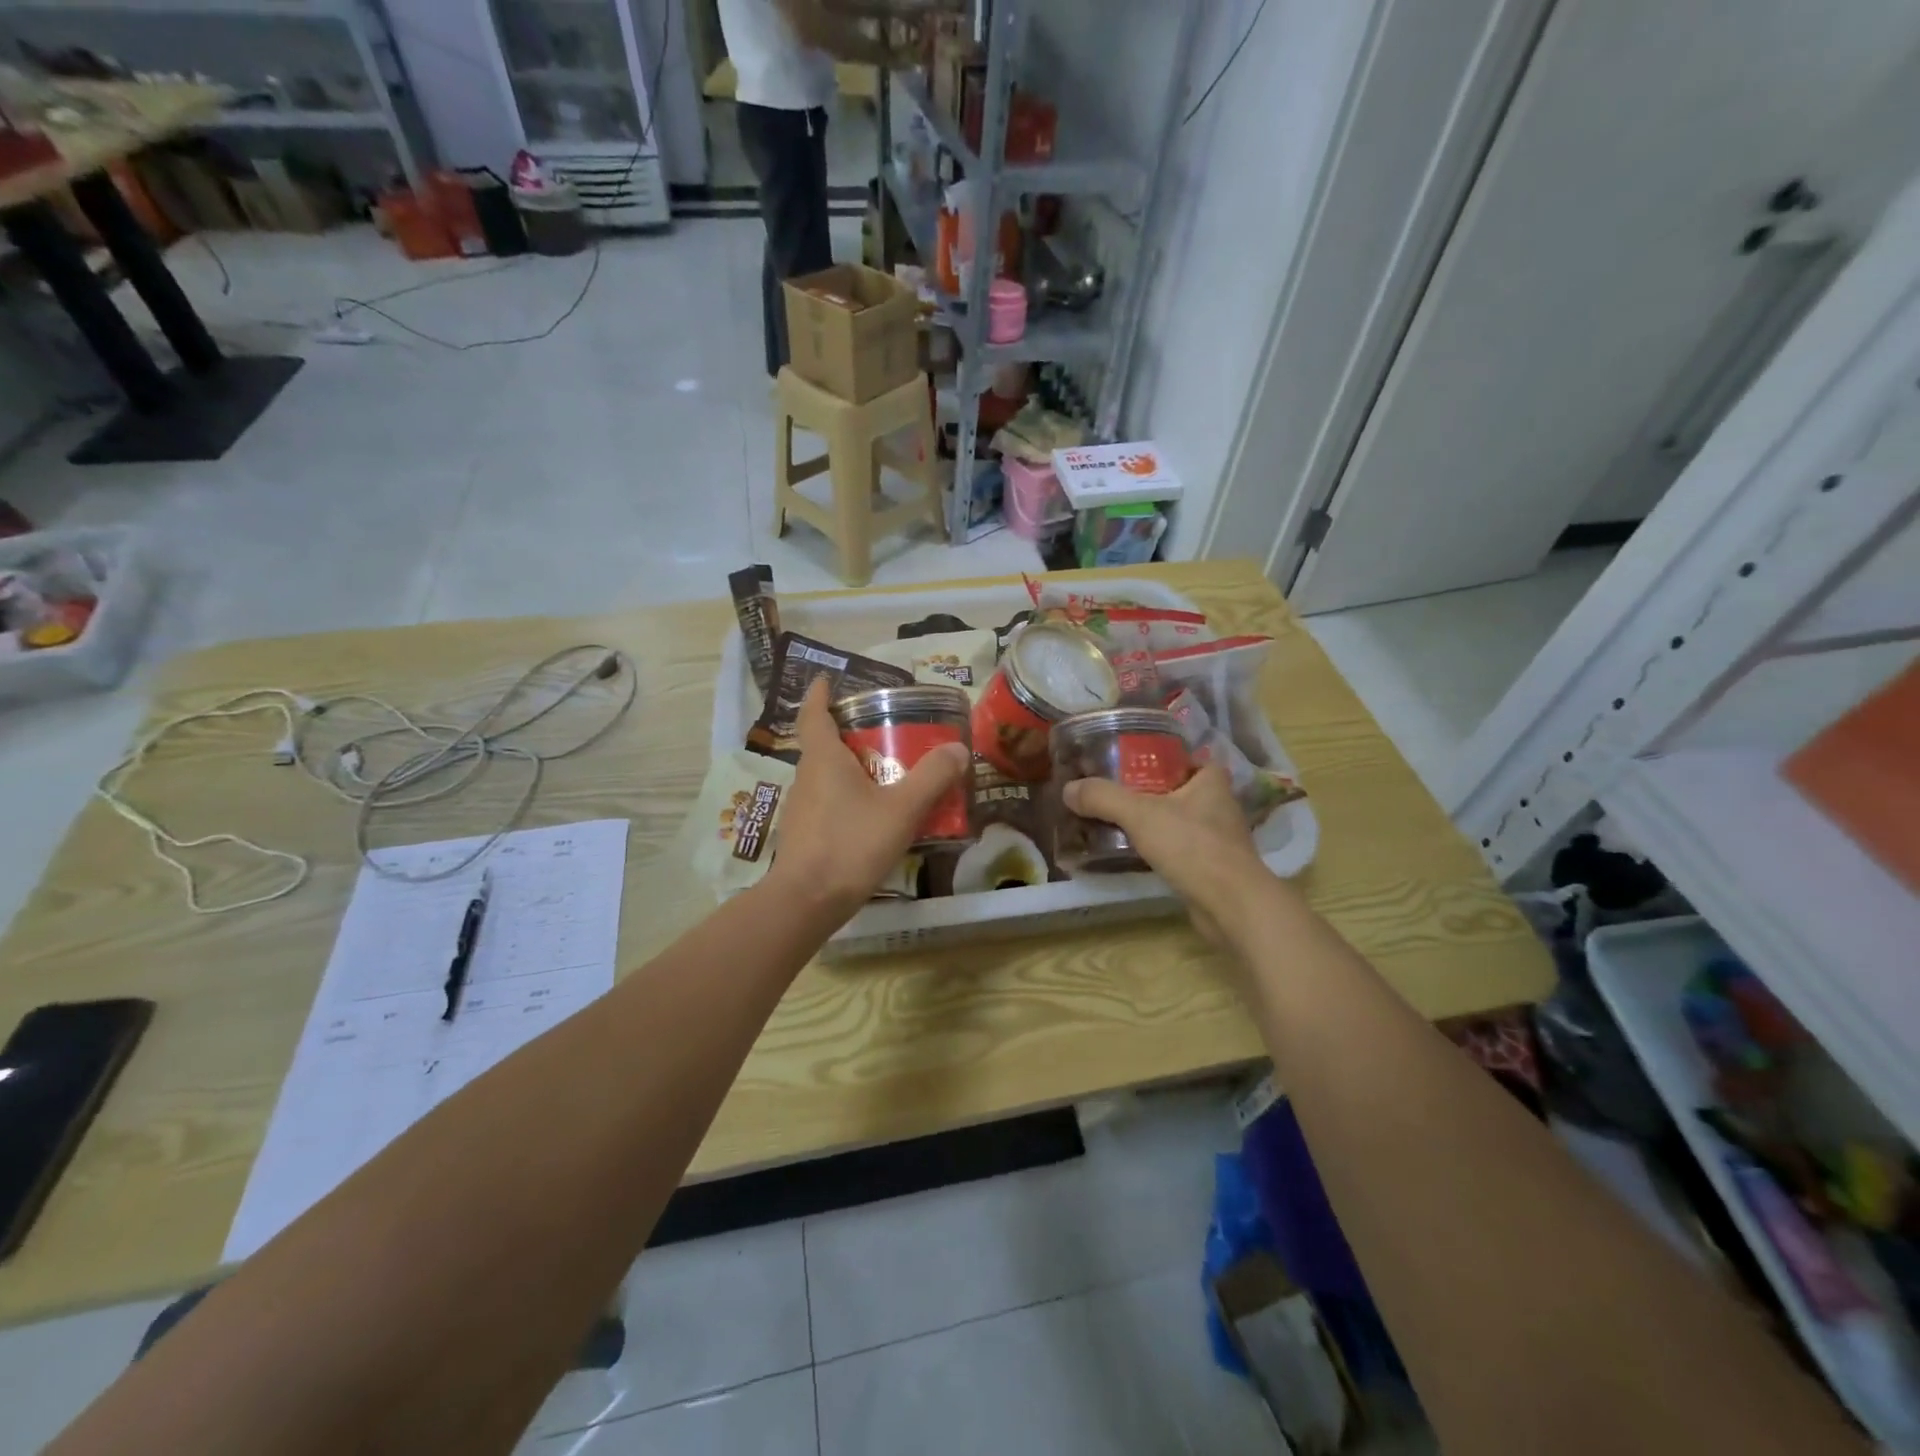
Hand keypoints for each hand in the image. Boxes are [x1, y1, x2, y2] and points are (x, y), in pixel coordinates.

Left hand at [764, 678, 970, 921]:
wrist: (807, 902)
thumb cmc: (851, 844)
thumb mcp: (901, 809)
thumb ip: (932, 777)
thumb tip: (958, 748)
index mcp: (823, 759)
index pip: (814, 714)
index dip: (819, 694)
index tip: (827, 680)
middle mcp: (806, 777)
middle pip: (822, 745)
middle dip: (847, 733)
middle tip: (879, 730)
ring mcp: (800, 808)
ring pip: (825, 777)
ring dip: (849, 769)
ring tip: (884, 773)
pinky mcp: (803, 835)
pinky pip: (827, 804)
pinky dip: (847, 799)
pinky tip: (871, 816)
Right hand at [1062, 765, 1272, 942]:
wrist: (1231, 904)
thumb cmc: (1192, 846)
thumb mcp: (1140, 814)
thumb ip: (1103, 798)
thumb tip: (1068, 789)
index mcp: (1211, 780)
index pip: (1187, 757)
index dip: (1161, 756)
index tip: (1131, 761)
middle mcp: (1219, 804)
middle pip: (1179, 789)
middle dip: (1150, 790)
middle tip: (1114, 790)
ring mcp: (1219, 838)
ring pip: (1179, 820)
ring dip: (1155, 821)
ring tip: (1118, 821)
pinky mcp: (1213, 867)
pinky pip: (1180, 848)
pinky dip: (1161, 848)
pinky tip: (1136, 852)